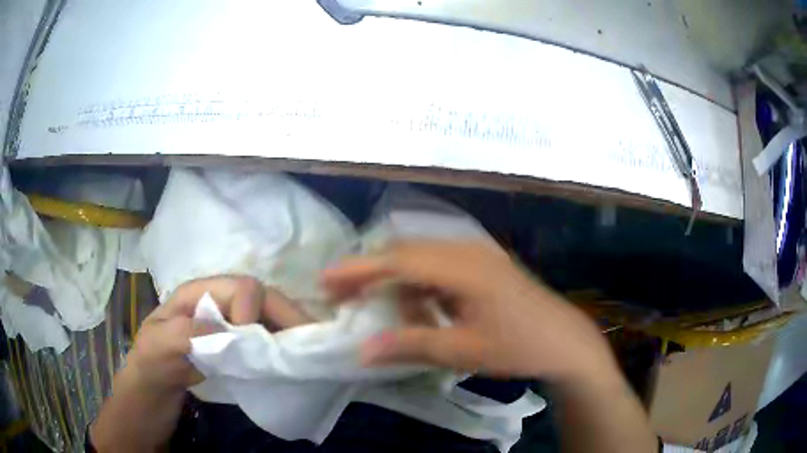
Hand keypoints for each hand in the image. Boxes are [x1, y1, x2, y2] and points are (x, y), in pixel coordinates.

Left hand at [127, 275, 312, 392]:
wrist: (152, 390)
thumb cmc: (151, 364)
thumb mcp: (159, 347)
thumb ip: (188, 333)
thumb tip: (232, 329)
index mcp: (198, 294)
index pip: (240, 287)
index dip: (254, 310)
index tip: (256, 345)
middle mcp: (218, 302)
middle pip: (261, 298)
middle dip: (288, 315)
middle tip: (313, 340)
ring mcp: (228, 325)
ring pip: (267, 317)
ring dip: (290, 330)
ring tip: (311, 351)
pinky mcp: (235, 345)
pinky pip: (264, 338)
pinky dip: (281, 346)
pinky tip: (292, 361)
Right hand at [322, 240, 616, 382]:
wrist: (565, 341)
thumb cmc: (519, 347)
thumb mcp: (463, 351)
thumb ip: (411, 346)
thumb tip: (361, 351)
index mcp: (464, 268)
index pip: (398, 261)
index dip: (359, 269)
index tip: (326, 279)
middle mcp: (468, 251)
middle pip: (407, 252)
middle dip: (371, 271)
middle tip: (343, 293)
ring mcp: (478, 255)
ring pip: (423, 258)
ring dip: (398, 280)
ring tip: (381, 308)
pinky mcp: (484, 265)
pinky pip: (440, 266)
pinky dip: (421, 285)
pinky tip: (420, 308)